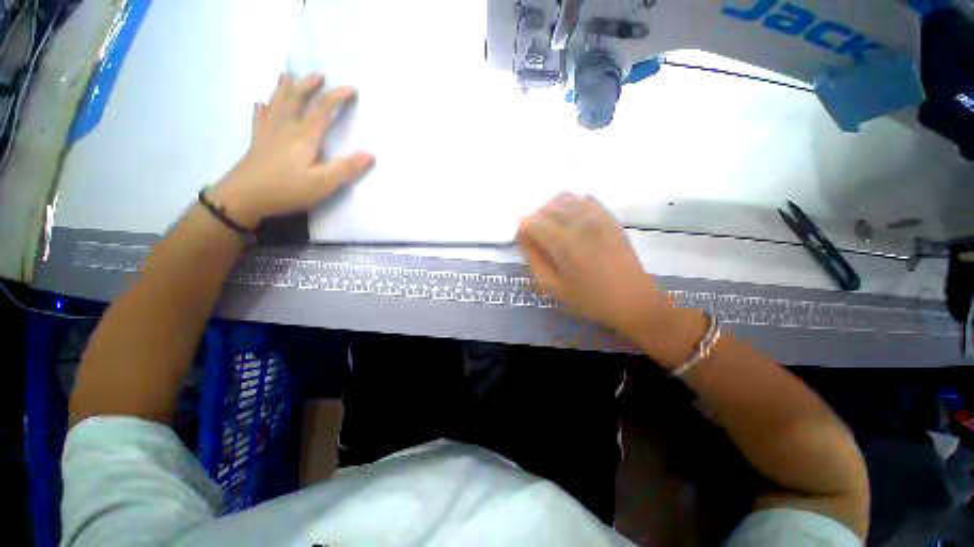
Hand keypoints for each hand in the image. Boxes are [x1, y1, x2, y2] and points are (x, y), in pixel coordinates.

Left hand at [210, 73, 374, 227]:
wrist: (244, 197)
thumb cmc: (287, 189)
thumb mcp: (323, 183)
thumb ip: (346, 168)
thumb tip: (371, 155)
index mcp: (304, 136)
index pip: (322, 109)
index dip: (337, 96)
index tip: (351, 88)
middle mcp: (286, 128)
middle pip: (296, 98)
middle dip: (308, 85)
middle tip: (319, 75)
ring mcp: (269, 133)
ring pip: (277, 103)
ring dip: (284, 88)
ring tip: (287, 76)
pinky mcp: (258, 142)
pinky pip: (260, 118)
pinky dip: (263, 108)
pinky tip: (262, 104)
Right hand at [516, 193, 670, 335]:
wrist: (632, 299)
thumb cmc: (590, 298)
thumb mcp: (553, 287)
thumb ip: (534, 261)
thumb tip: (526, 241)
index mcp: (564, 242)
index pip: (531, 222)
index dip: (522, 232)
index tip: (524, 244)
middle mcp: (579, 222)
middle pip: (545, 208)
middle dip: (535, 221)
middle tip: (537, 240)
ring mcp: (597, 216)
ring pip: (563, 198)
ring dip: (551, 210)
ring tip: (553, 228)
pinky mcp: (609, 216)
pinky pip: (584, 198)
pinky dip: (571, 204)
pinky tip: (572, 221)